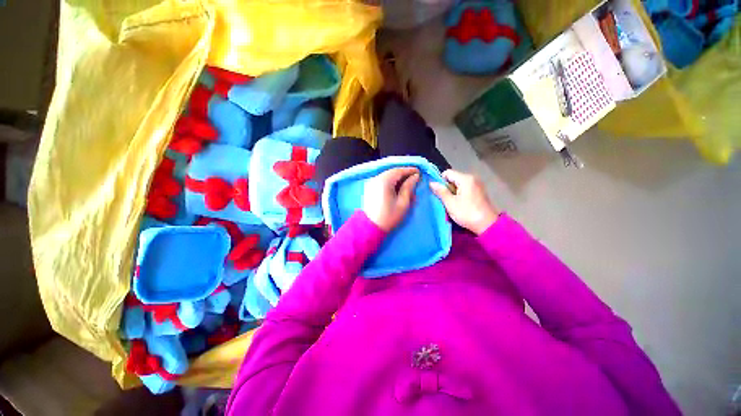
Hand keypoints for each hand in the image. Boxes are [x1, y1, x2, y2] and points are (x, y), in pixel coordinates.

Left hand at [363, 167, 419, 231]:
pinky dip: (391, 182)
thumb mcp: (403, 203)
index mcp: (384, 181)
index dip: (410, 170)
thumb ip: (409, 187)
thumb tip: (415, 177)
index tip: (419, 172)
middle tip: (415, 179)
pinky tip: (397, 189)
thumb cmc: (389, 216)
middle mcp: (376, 178)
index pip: (399, 170)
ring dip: (398, 179)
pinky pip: (382, 181)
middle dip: (404, 174)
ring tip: (407, 185)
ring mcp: (372, 183)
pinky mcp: (370, 188)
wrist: (370, 227)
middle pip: (393, 172)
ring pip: (387, 176)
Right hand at [430, 170, 499, 234]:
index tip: (438, 193)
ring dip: (452, 192)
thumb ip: (441, 191)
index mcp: (465, 179)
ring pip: (458, 184)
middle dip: (446, 187)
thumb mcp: (450, 203)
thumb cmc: (467, 213)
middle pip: (453, 178)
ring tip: (450, 203)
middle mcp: (472, 178)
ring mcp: (477, 185)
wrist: (487, 225)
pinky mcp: (479, 192)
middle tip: (444, 199)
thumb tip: (431, 183)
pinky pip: (465, 188)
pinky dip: (459, 194)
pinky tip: (459, 204)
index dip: (440, 181)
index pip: (447, 173)